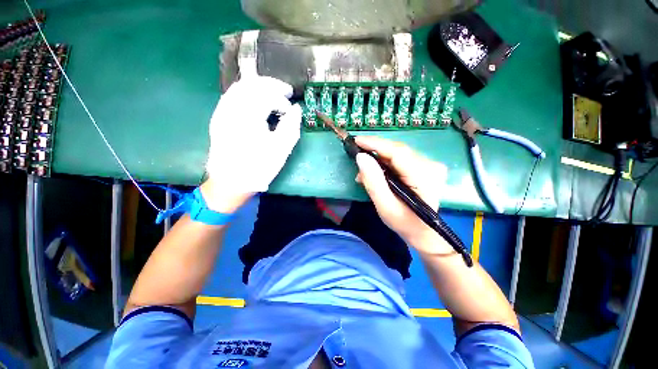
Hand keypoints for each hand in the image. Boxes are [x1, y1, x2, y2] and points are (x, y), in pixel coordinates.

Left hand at [204, 76, 301, 211]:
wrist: (231, 181)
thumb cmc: (258, 167)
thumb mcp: (280, 149)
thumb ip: (291, 127)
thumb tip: (296, 110)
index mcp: (247, 116)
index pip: (266, 95)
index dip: (281, 99)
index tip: (290, 109)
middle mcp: (231, 108)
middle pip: (251, 84)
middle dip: (271, 84)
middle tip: (286, 90)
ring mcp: (222, 112)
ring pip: (240, 87)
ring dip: (258, 86)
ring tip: (273, 92)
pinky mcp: (219, 118)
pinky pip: (232, 96)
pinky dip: (247, 93)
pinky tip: (256, 100)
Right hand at [354, 136, 449, 253]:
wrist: (423, 232)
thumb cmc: (404, 223)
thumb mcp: (385, 206)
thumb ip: (373, 181)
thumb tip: (361, 157)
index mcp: (424, 177)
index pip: (398, 152)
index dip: (376, 144)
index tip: (357, 140)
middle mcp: (431, 166)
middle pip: (397, 150)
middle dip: (374, 152)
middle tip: (356, 157)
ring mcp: (430, 165)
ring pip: (397, 153)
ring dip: (378, 159)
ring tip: (363, 172)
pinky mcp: (425, 167)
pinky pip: (401, 159)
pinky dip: (385, 163)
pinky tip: (375, 172)